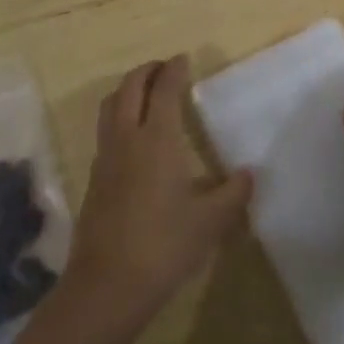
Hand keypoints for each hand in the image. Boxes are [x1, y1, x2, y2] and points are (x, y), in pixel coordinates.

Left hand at [63, 57, 251, 337]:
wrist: (108, 284)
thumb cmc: (164, 245)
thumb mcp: (210, 222)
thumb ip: (233, 194)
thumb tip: (249, 174)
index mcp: (156, 139)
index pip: (163, 90)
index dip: (174, 70)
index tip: (183, 59)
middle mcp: (126, 138)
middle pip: (129, 88)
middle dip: (146, 71)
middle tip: (164, 68)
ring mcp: (105, 157)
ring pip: (109, 106)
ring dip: (126, 90)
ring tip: (144, 94)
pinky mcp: (94, 178)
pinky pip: (105, 131)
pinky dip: (118, 117)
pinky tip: (134, 138)